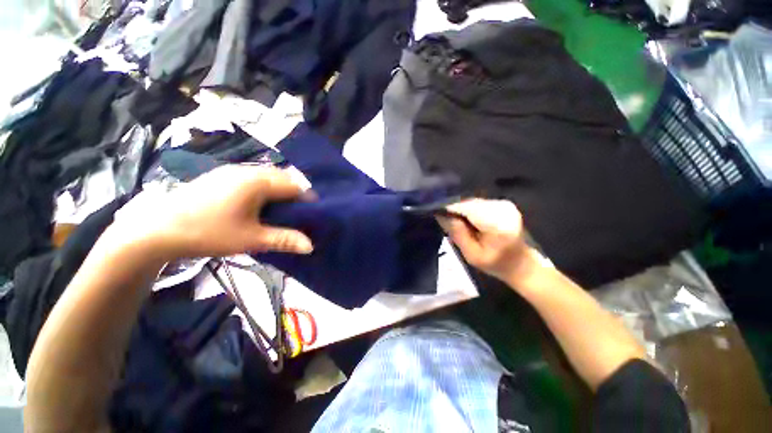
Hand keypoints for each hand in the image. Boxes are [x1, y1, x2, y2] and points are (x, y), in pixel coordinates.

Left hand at [115, 165, 314, 260]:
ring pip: (268, 175)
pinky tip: (259, 203)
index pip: (294, 184)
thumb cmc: (208, 232)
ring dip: (280, 189)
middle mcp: (247, 171)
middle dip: (295, 192)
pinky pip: (253, 176)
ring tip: (281, 208)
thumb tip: (311, 246)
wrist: (157, 229)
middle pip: (283, 176)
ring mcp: (232, 171)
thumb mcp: (251, 239)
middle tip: (298, 211)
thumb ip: (284, 239)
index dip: (307, 197)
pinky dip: (265, 187)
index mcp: (257, 182)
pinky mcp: (221, 176)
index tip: (312, 212)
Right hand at [437, 199, 535, 285]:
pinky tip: (467, 220)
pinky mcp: (501, 202)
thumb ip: (456, 232)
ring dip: (460, 209)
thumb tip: (440, 213)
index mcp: (497, 222)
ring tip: (455, 222)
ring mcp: (503, 203)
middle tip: (444, 221)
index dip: (448, 207)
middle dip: (453, 209)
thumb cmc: (496, 264)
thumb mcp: (471, 254)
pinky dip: (468, 209)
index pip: (465, 207)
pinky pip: (477, 202)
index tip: (434, 212)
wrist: (522, 263)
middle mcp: (502, 207)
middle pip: (467, 202)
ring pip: (471, 201)